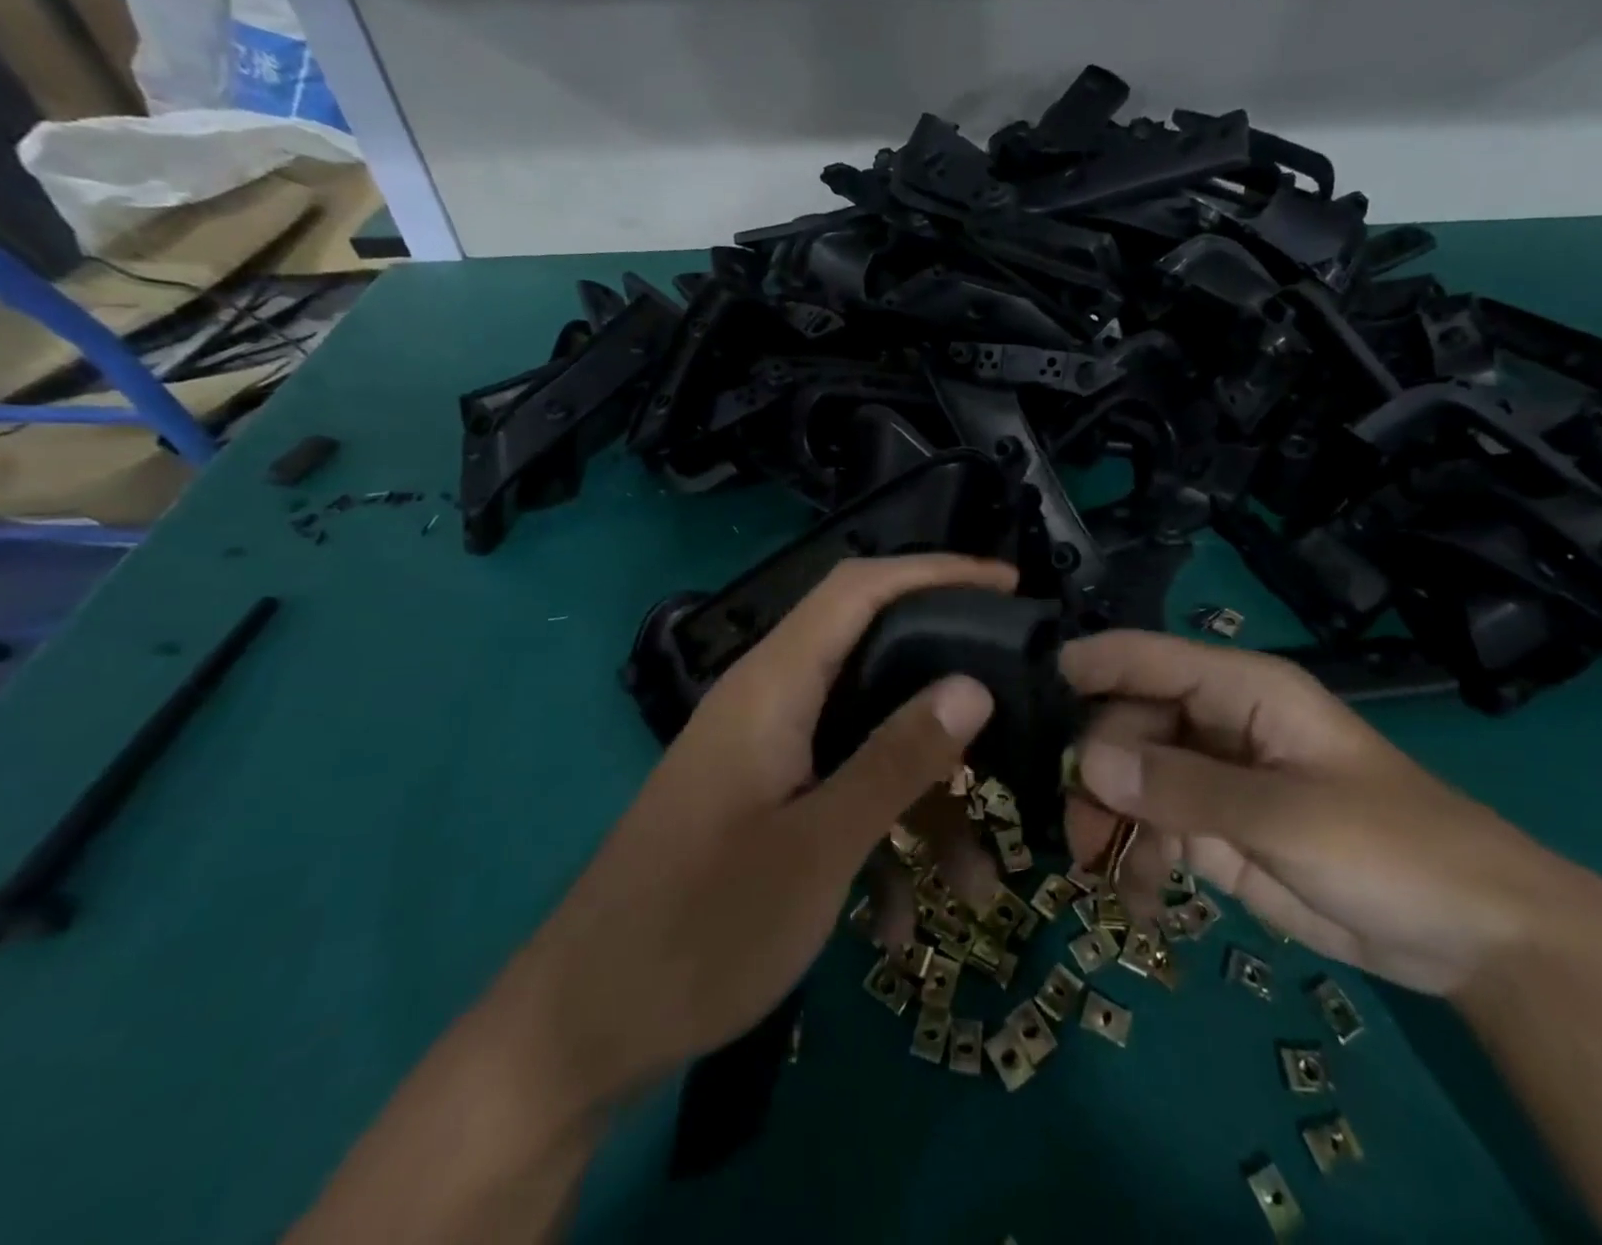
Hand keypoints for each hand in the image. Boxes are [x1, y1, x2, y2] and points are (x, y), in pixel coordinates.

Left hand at [511, 555, 1014, 1103]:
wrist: (584, 1029)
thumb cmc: (701, 929)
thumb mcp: (818, 847)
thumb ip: (897, 759)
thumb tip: (973, 686)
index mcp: (773, 685)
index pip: (858, 589)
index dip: (933, 572)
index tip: (1007, 586)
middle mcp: (770, 702)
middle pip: (875, 659)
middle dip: (948, 690)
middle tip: (1017, 708)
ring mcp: (766, 754)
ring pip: (867, 744)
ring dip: (923, 803)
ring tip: (979, 884)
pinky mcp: (763, 800)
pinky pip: (839, 795)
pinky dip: (877, 842)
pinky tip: (892, 926)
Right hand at [1060, 631, 1597, 995]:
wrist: (1473, 937)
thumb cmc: (1391, 847)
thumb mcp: (1286, 814)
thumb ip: (1183, 786)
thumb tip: (1087, 762)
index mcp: (1240, 690)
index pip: (1149, 657)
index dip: (1091, 665)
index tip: (1030, 687)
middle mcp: (1216, 724)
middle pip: (1128, 723)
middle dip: (1095, 768)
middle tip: (1076, 825)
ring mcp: (1213, 779)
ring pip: (1131, 778)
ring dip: (1107, 818)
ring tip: (1097, 867)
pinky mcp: (1215, 831)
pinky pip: (1153, 829)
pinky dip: (1135, 858)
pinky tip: (1135, 898)